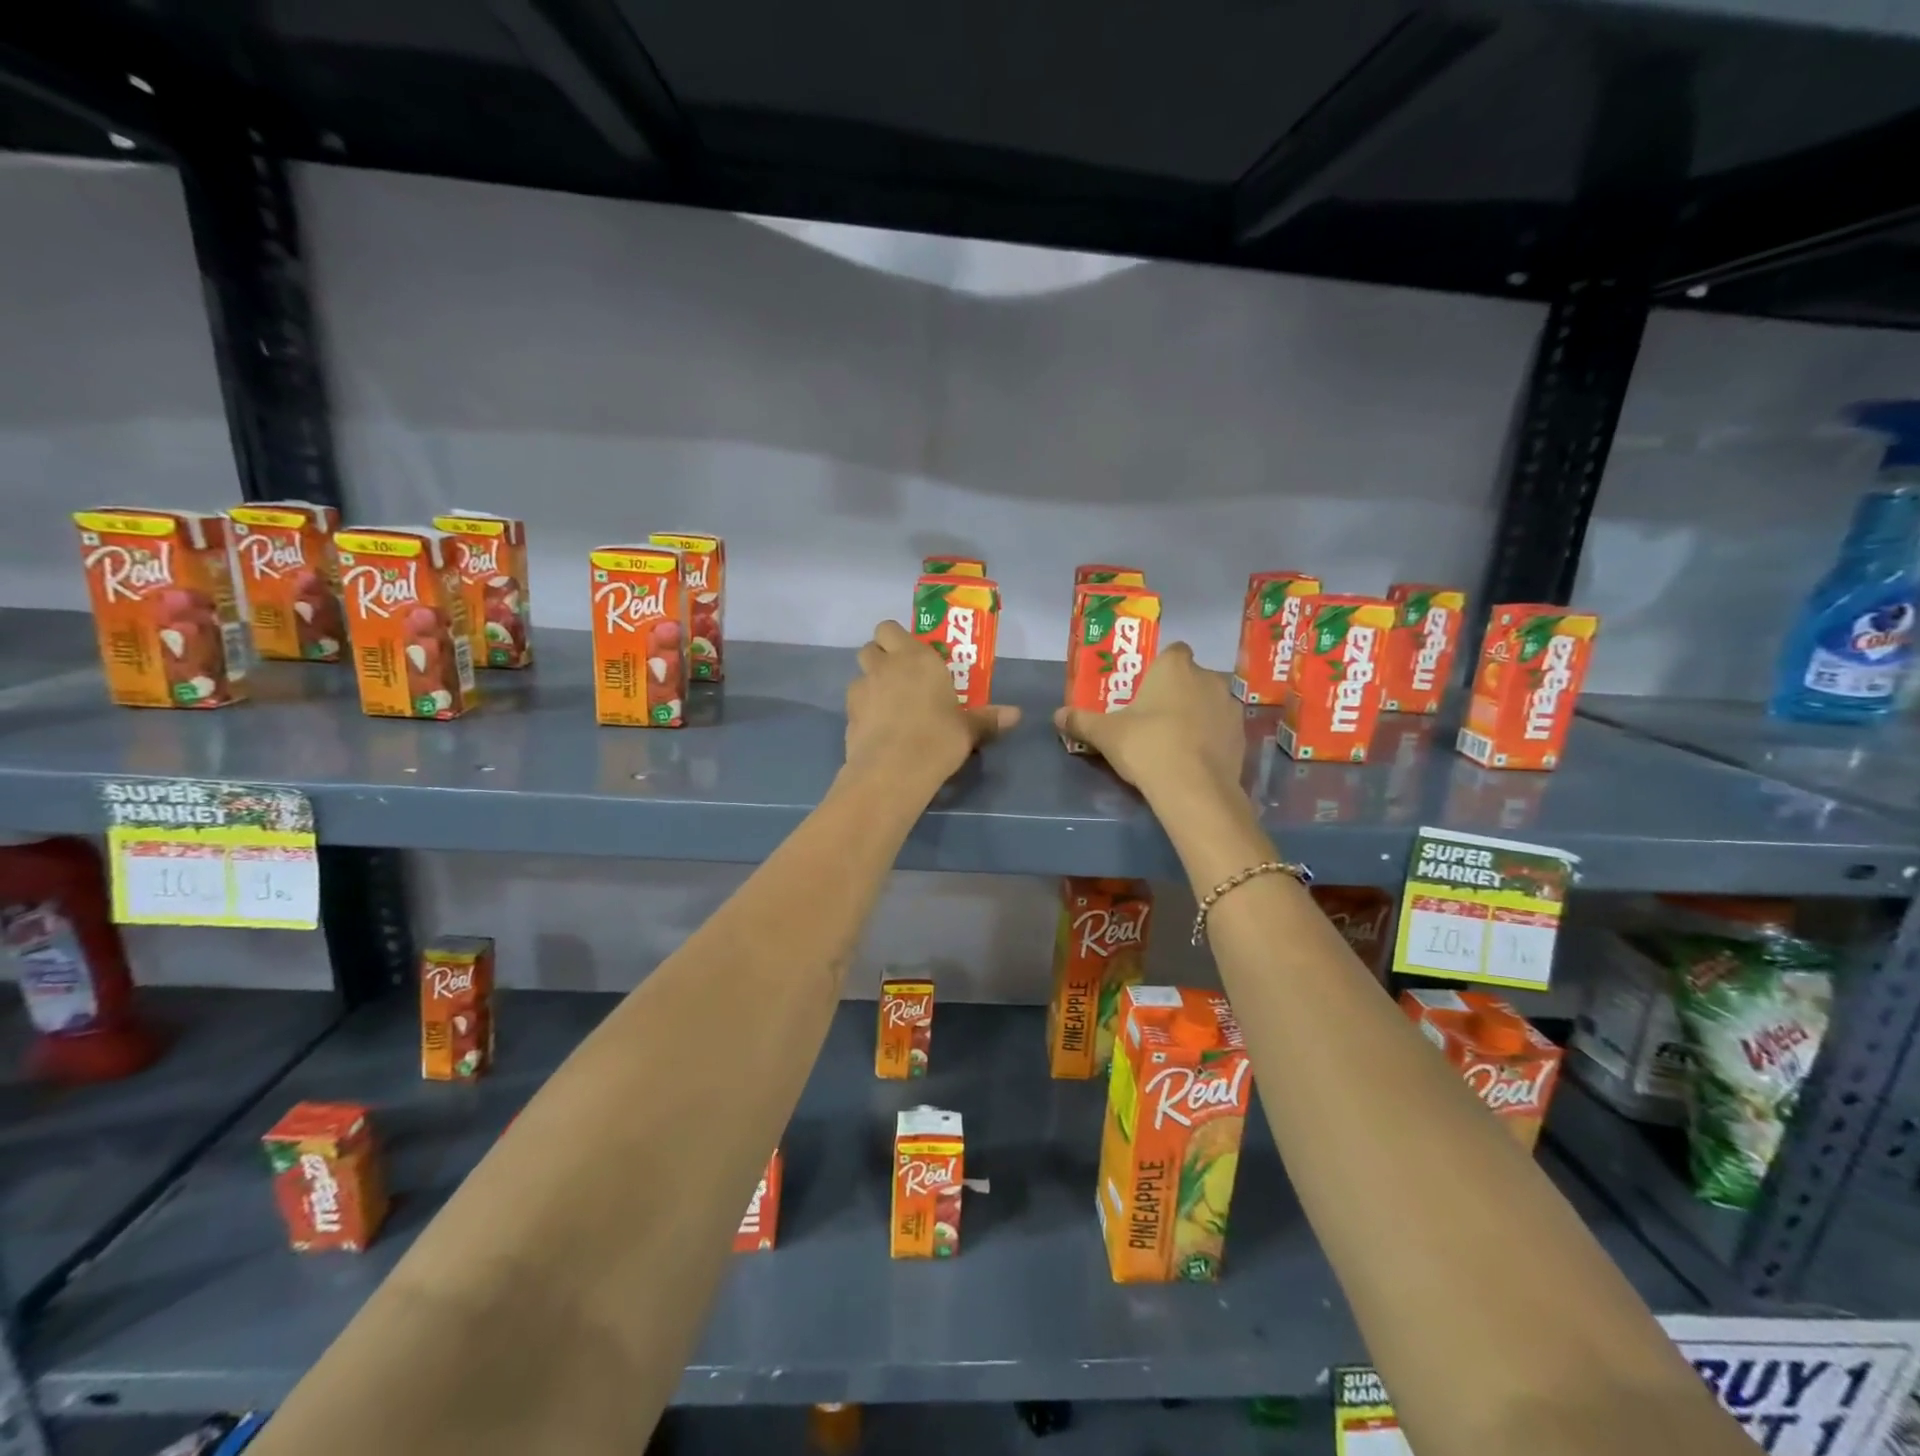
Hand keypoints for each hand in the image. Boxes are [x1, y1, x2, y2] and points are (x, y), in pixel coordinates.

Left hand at [846, 620, 1021, 787]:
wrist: (893, 771)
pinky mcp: (848, 716)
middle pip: (870, 646)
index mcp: (915, 657)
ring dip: (870, 683)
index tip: (913, 656)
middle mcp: (884, 666)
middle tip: (900, 676)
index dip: (898, 639)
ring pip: (859, 674)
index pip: (891, 628)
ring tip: (889, 705)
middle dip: (881, 656)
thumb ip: (988, 719)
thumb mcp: (968, 730)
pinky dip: (864, 710)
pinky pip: (855, 704)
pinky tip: (879, 729)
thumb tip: (1017, 715)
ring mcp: (862, 690)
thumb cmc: (937, 738)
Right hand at [1053, 642, 1240, 802]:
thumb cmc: (1146, 745)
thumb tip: (1057, 716)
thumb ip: (1082, 721)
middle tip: (1155, 716)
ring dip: (1197, 714)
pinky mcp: (1241, 735)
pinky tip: (1193, 758)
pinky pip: (1221, 729)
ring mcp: (1230, 706)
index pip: (1173, 651)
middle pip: (1192, 677)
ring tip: (1175, 740)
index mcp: (1175, 667)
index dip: (1161, 667)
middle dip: (1178, 692)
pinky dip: (1210, 738)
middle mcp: (1208, 678)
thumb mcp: (1105, 734)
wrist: (1194, 788)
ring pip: (1209, 702)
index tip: (1147, 687)